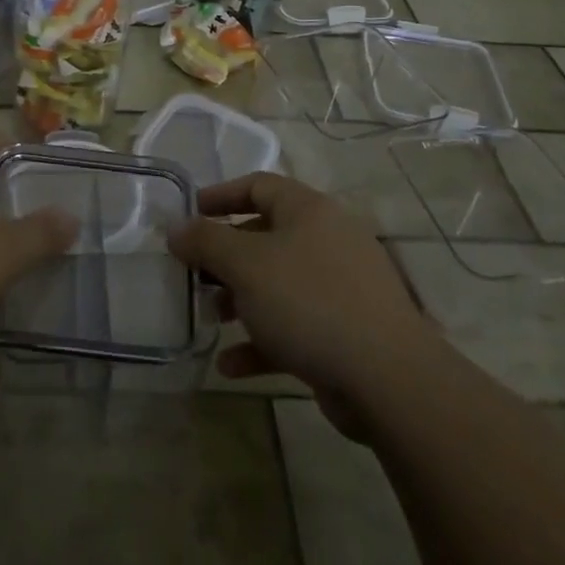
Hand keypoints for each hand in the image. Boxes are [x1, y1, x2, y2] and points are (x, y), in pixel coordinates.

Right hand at [168, 172, 433, 437]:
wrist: (387, 378)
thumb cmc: (309, 301)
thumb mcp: (246, 265)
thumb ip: (206, 242)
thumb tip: (176, 228)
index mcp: (309, 211)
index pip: (259, 186)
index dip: (220, 196)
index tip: (188, 214)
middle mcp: (326, 241)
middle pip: (265, 237)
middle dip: (225, 257)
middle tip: (195, 275)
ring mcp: (339, 289)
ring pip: (277, 285)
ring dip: (240, 300)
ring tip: (211, 319)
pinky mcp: (344, 333)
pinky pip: (293, 329)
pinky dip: (261, 342)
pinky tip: (231, 366)